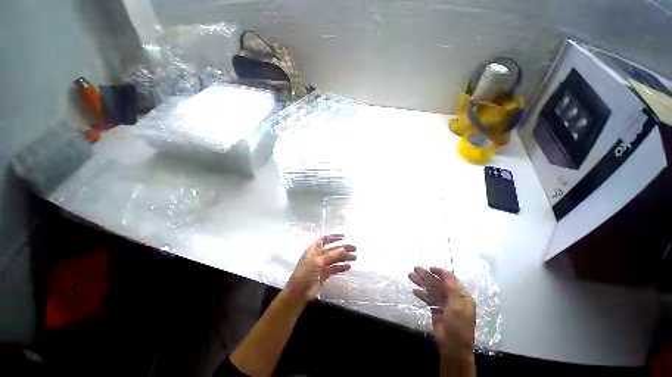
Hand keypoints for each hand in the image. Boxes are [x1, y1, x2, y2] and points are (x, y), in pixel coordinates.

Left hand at [284, 234, 356, 304]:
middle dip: (343, 248)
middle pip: (332, 250)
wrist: (299, 293)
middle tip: (354, 249)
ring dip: (344, 258)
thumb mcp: (317, 261)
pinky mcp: (324, 275)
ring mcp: (321, 266)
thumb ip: (331, 255)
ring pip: (335, 259)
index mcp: (314, 250)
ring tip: (354, 257)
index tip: (344, 237)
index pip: (324, 240)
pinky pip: (334, 269)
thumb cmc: (305, 273)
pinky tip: (349, 267)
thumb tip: (343, 248)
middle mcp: (318, 256)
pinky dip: (341, 267)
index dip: (333, 237)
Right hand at [408, 267, 475, 359]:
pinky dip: (421, 294)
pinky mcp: (436, 310)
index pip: (450, 280)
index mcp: (462, 296)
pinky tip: (414, 291)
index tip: (429, 268)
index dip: (440, 272)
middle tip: (415, 269)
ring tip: (410, 276)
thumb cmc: (458, 326)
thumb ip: (452, 288)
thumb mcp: (457, 306)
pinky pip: (428, 298)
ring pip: (431, 289)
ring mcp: (444, 304)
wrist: (453, 347)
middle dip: (426, 276)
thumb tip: (446, 272)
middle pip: (438, 283)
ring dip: (421, 283)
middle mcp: (453, 298)